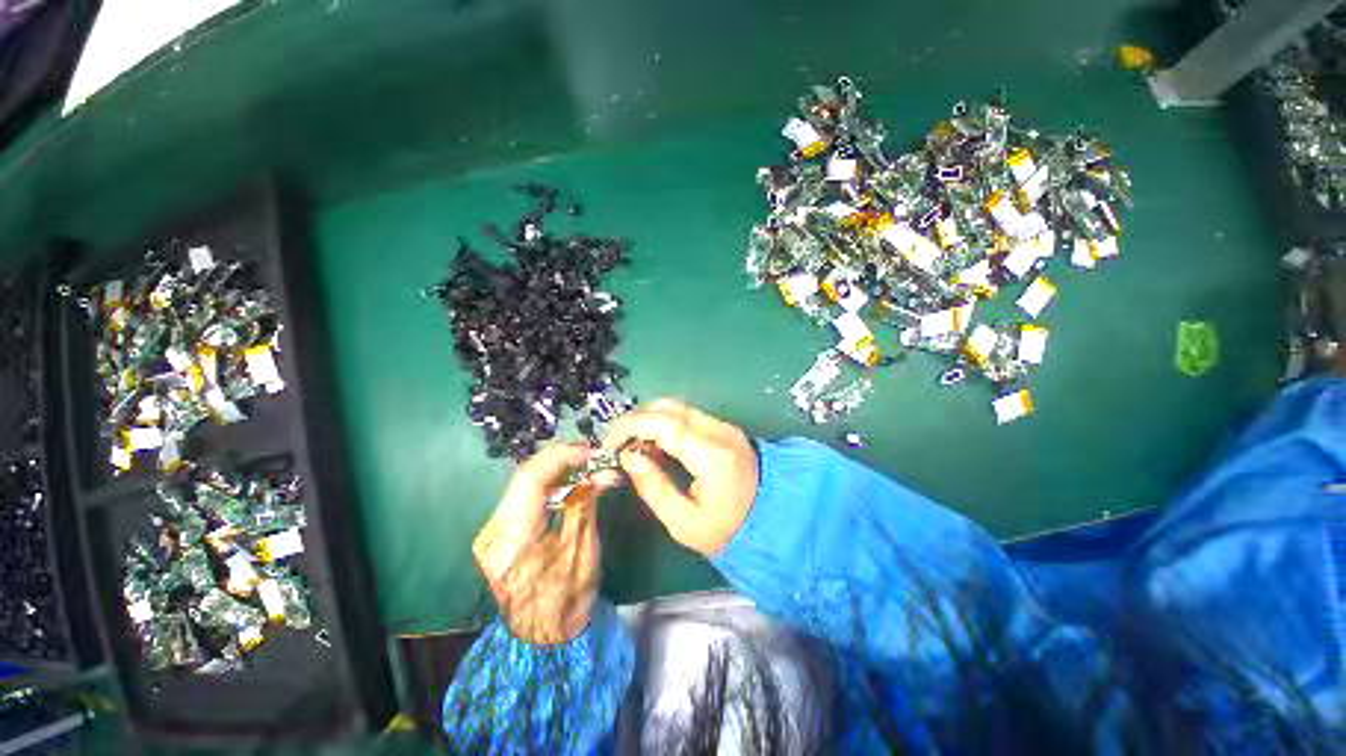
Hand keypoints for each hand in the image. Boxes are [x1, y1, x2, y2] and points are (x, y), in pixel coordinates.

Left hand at [473, 444, 615, 644]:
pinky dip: (548, 483)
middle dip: (561, 458)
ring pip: (523, 482)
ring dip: (555, 469)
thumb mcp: (582, 549)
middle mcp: (493, 531)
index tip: (591, 451)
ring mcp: (491, 531)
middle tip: (591, 455)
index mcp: (513, 539)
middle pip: (525, 476)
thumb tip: (605, 470)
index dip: (563, 456)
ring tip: (584, 465)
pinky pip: (523, 495)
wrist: (541, 639)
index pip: (532, 478)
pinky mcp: (497, 533)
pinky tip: (568, 482)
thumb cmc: (567, 600)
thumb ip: (587, 503)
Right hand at [602, 398, 757, 555]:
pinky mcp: (723, 428)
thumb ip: (653, 488)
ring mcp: (724, 426)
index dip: (631, 426)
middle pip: (669, 406)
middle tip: (618, 446)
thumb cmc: (728, 530)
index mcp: (712, 455)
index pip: (665, 423)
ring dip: (649, 420)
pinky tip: (656, 446)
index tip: (609, 443)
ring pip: (676, 407)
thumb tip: (628, 457)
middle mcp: (719, 430)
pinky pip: (686, 415)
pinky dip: (664, 424)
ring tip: (635, 448)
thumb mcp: (684, 523)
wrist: (772, 520)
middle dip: (636, 420)